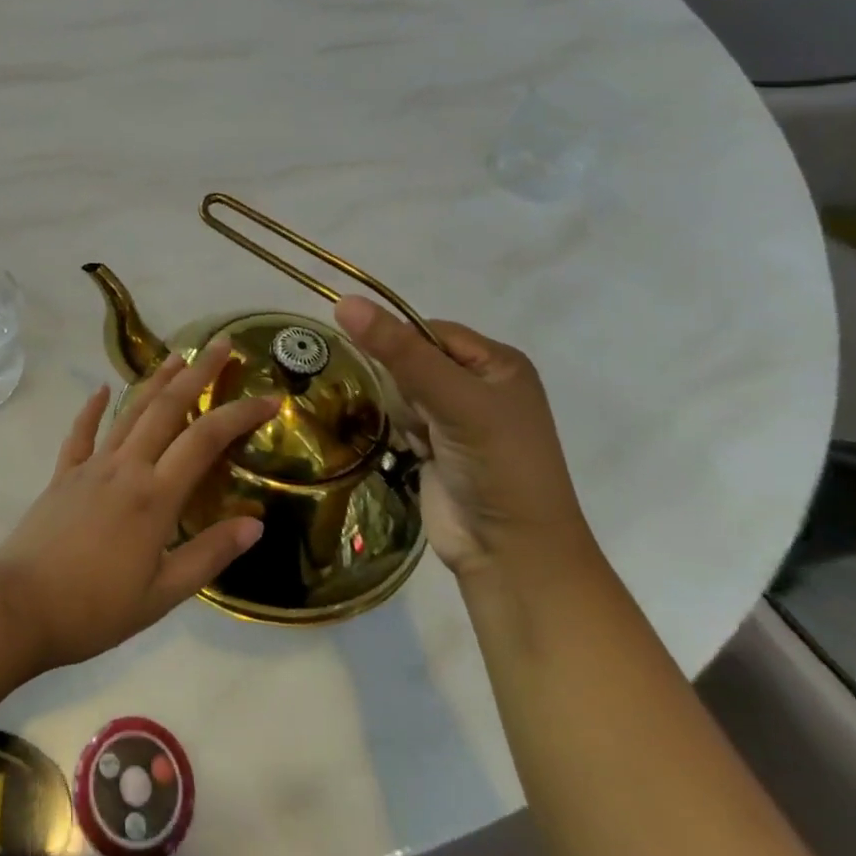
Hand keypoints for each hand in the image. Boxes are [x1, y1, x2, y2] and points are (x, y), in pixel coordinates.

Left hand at [0, 340, 275, 670]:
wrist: (20, 606)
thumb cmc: (96, 608)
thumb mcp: (162, 594)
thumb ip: (208, 555)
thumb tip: (255, 523)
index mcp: (155, 496)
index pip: (205, 439)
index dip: (239, 414)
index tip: (270, 398)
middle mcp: (126, 467)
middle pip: (167, 407)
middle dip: (197, 373)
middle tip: (221, 344)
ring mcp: (91, 466)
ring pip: (129, 411)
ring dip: (155, 380)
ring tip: (176, 355)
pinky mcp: (64, 474)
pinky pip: (81, 433)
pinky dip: (92, 409)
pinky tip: (101, 390)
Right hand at [335, 298, 590, 580]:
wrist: (510, 554)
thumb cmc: (496, 466)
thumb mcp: (452, 400)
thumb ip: (398, 351)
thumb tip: (345, 301)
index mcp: (497, 362)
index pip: (426, 330)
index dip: (404, 348)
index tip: (406, 379)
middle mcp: (479, 383)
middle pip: (409, 360)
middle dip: (408, 389)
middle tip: (429, 420)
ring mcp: (458, 417)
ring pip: (399, 389)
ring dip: (405, 415)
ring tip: (428, 444)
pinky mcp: (438, 445)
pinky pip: (400, 418)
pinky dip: (404, 434)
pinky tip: (421, 455)